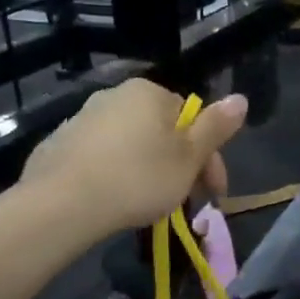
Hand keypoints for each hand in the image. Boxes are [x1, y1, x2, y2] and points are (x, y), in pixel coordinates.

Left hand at [21, 79, 247, 231]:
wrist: (60, 204)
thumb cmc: (137, 178)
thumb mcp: (188, 157)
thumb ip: (216, 127)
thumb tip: (240, 98)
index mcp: (149, 92)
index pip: (192, 120)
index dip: (209, 159)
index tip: (214, 193)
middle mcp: (115, 95)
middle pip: (162, 132)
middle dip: (179, 165)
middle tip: (185, 202)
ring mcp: (82, 119)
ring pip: (132, 145)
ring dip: (148, 169)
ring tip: (151, 206)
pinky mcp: (59, 145)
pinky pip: (102, 158)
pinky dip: (116, 175)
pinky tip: (115, 200)